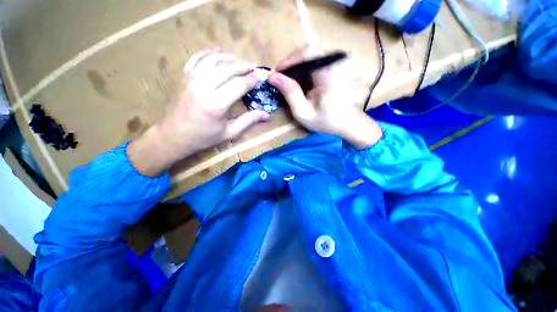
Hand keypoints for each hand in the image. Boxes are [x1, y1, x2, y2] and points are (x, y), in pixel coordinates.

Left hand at [128, 50, 268, 175]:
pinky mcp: (183, 76)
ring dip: (229, 58)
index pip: (239, 85)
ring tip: (240, 61)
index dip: (252, 80)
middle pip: (228, 69)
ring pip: (214, 60)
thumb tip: (267, 115)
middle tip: (254, 67)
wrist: (174, 135)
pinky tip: (217, 52)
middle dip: (244, 66)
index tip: (260, 78)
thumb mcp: (229, 132)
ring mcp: (191, 79)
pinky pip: (197, 58)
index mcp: (217, 104)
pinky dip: (209, 53)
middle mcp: (203, 87)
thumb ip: (248, 121)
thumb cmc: (204, 137)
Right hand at [268, 46, 381, 148]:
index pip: (306, 53)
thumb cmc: (326, 121)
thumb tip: (273, 76)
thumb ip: (290, 93)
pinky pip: (317, 61)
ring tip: (287, 82)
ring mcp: (338, 62)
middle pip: (308, 52)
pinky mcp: (338, 66)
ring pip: (312, 56)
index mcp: (329, 72)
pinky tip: (300, 82)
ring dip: (297, 67)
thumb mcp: (303, 112)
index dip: (288, 61)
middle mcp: (336, 62)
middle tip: (280, 79)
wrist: (348, 123)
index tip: (275, 74)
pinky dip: (305, 70)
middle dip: (291, 65)